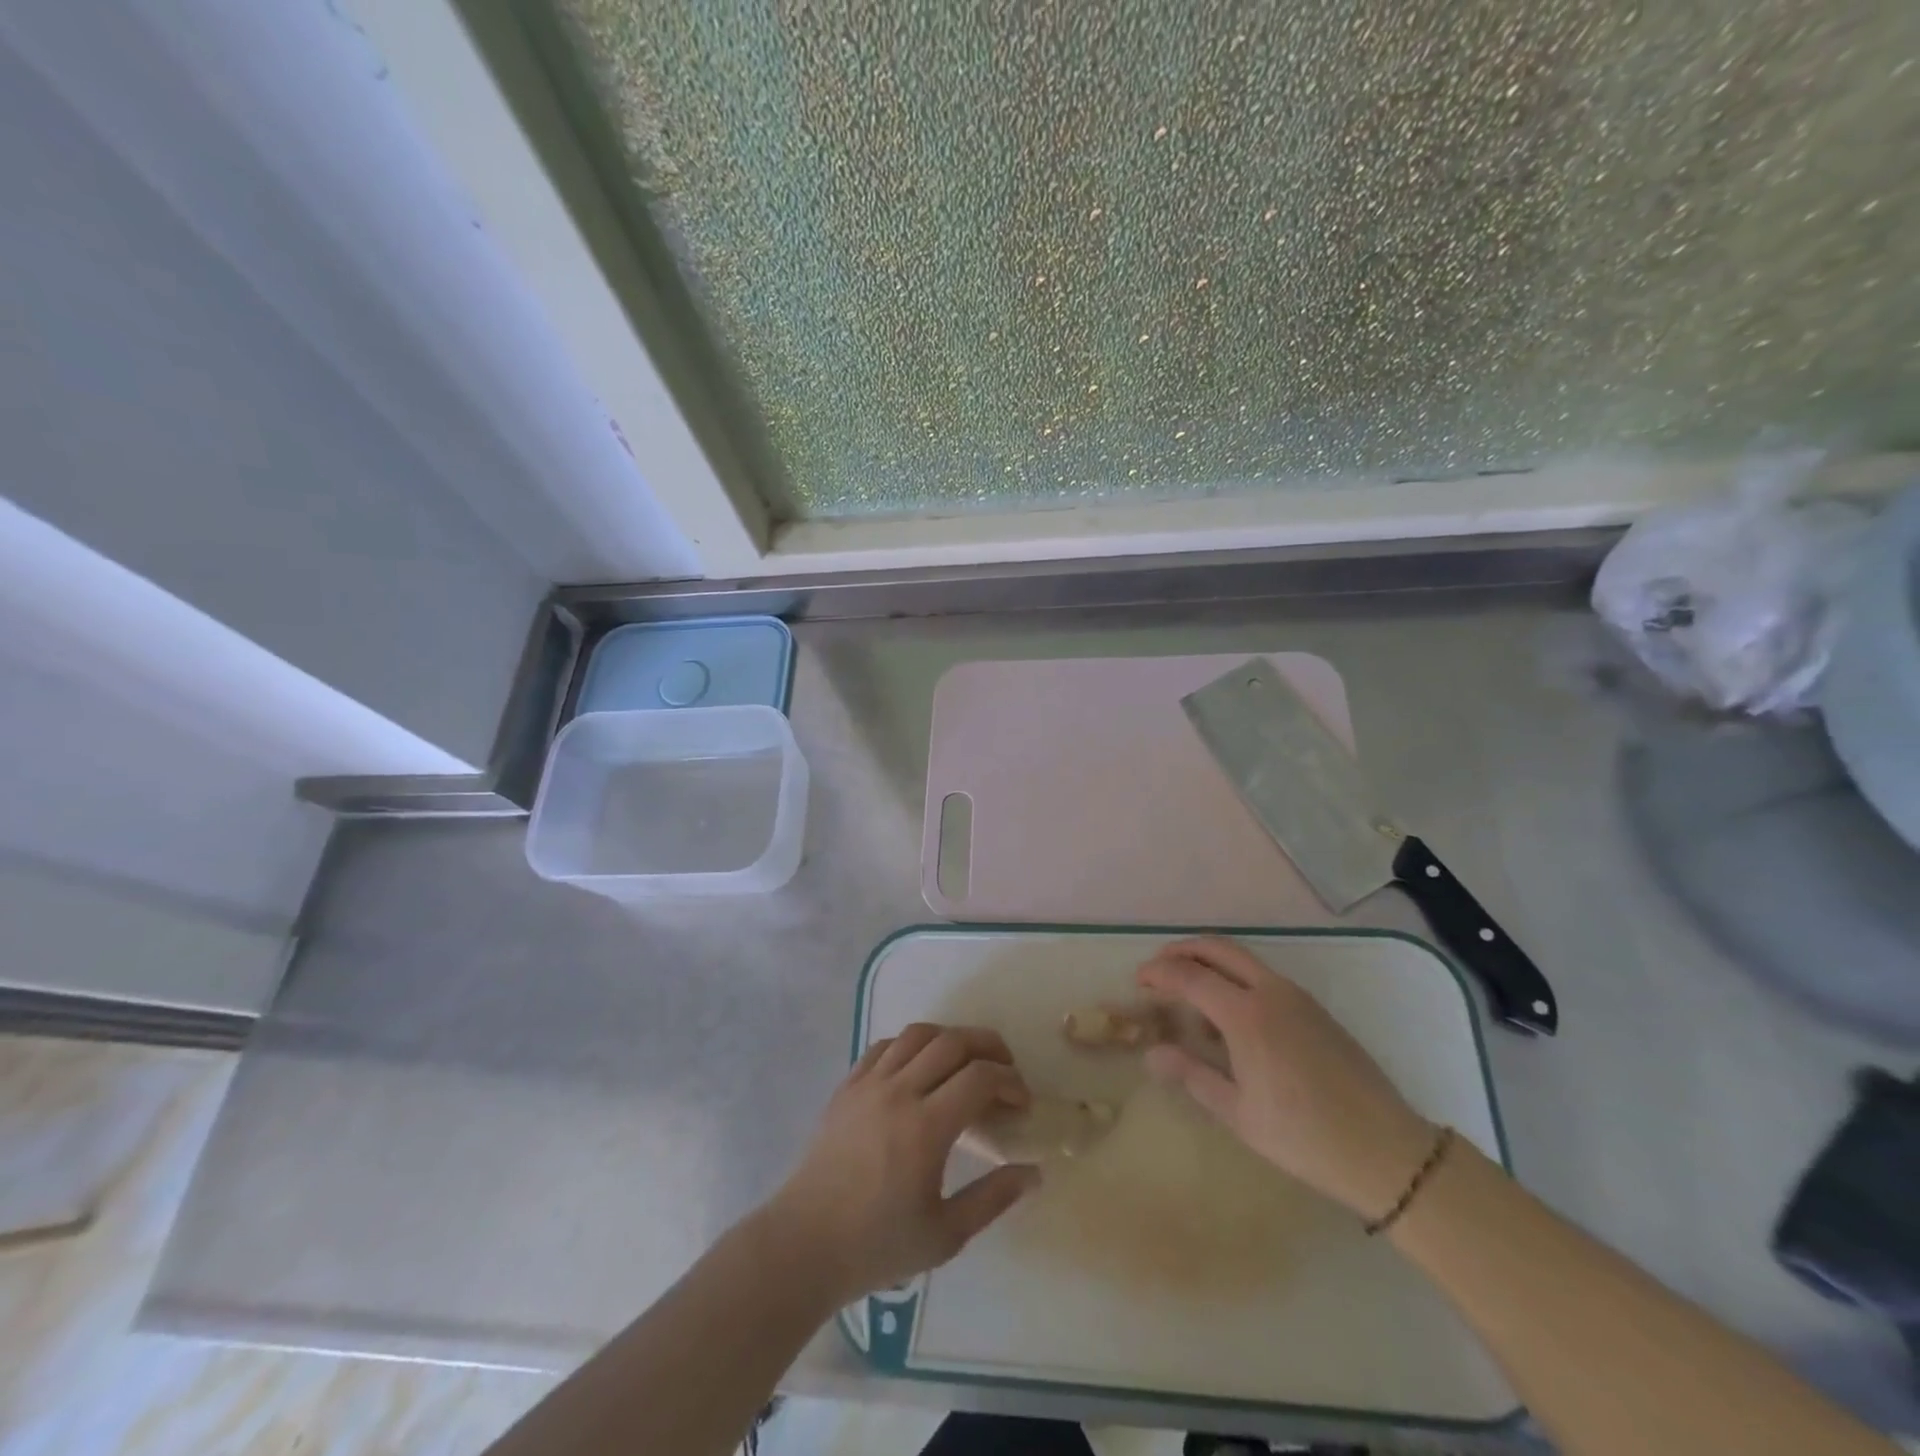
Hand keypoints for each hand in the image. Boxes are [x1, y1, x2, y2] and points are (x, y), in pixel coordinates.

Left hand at [769, 1024, 1039, 1303]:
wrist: (805, 1244)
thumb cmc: (877, 1245)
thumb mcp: (945, 1235)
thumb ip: (992, 1198)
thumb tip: (1033, 1173)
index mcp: (926, 1127)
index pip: (979, 1077)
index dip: (1009, 1082)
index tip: (1021, 1102)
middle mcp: (899, 1092)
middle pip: (952, 1042)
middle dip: (988, 1046)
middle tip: (1005, 1068)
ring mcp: (869, 1083)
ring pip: (917, 1034)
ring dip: (950, 1037)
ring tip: (966, 1059)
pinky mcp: (847, 1086)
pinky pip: (885, 1046)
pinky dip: (911, 1044)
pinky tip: (920, 1066)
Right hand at [1137, 937, 1437, 1221]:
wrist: (1386, 1151)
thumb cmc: (1304, 1137)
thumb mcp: (1239, 1113)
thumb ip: (1192, 1075)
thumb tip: (1152, 1053)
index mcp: (1247, 1015)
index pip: (1189, 976)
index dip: (1158, 973)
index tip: (1138, 981)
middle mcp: (1270, 992)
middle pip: (1217, 949)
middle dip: (1181, 951)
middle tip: (1157, 968)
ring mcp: (1297, 996)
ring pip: (1242, 958)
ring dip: (1209, 961)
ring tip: (1189, 992)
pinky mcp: (1315, 1008)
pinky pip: (1263, 976)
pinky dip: (1235, 977)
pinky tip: (1230, 1015)